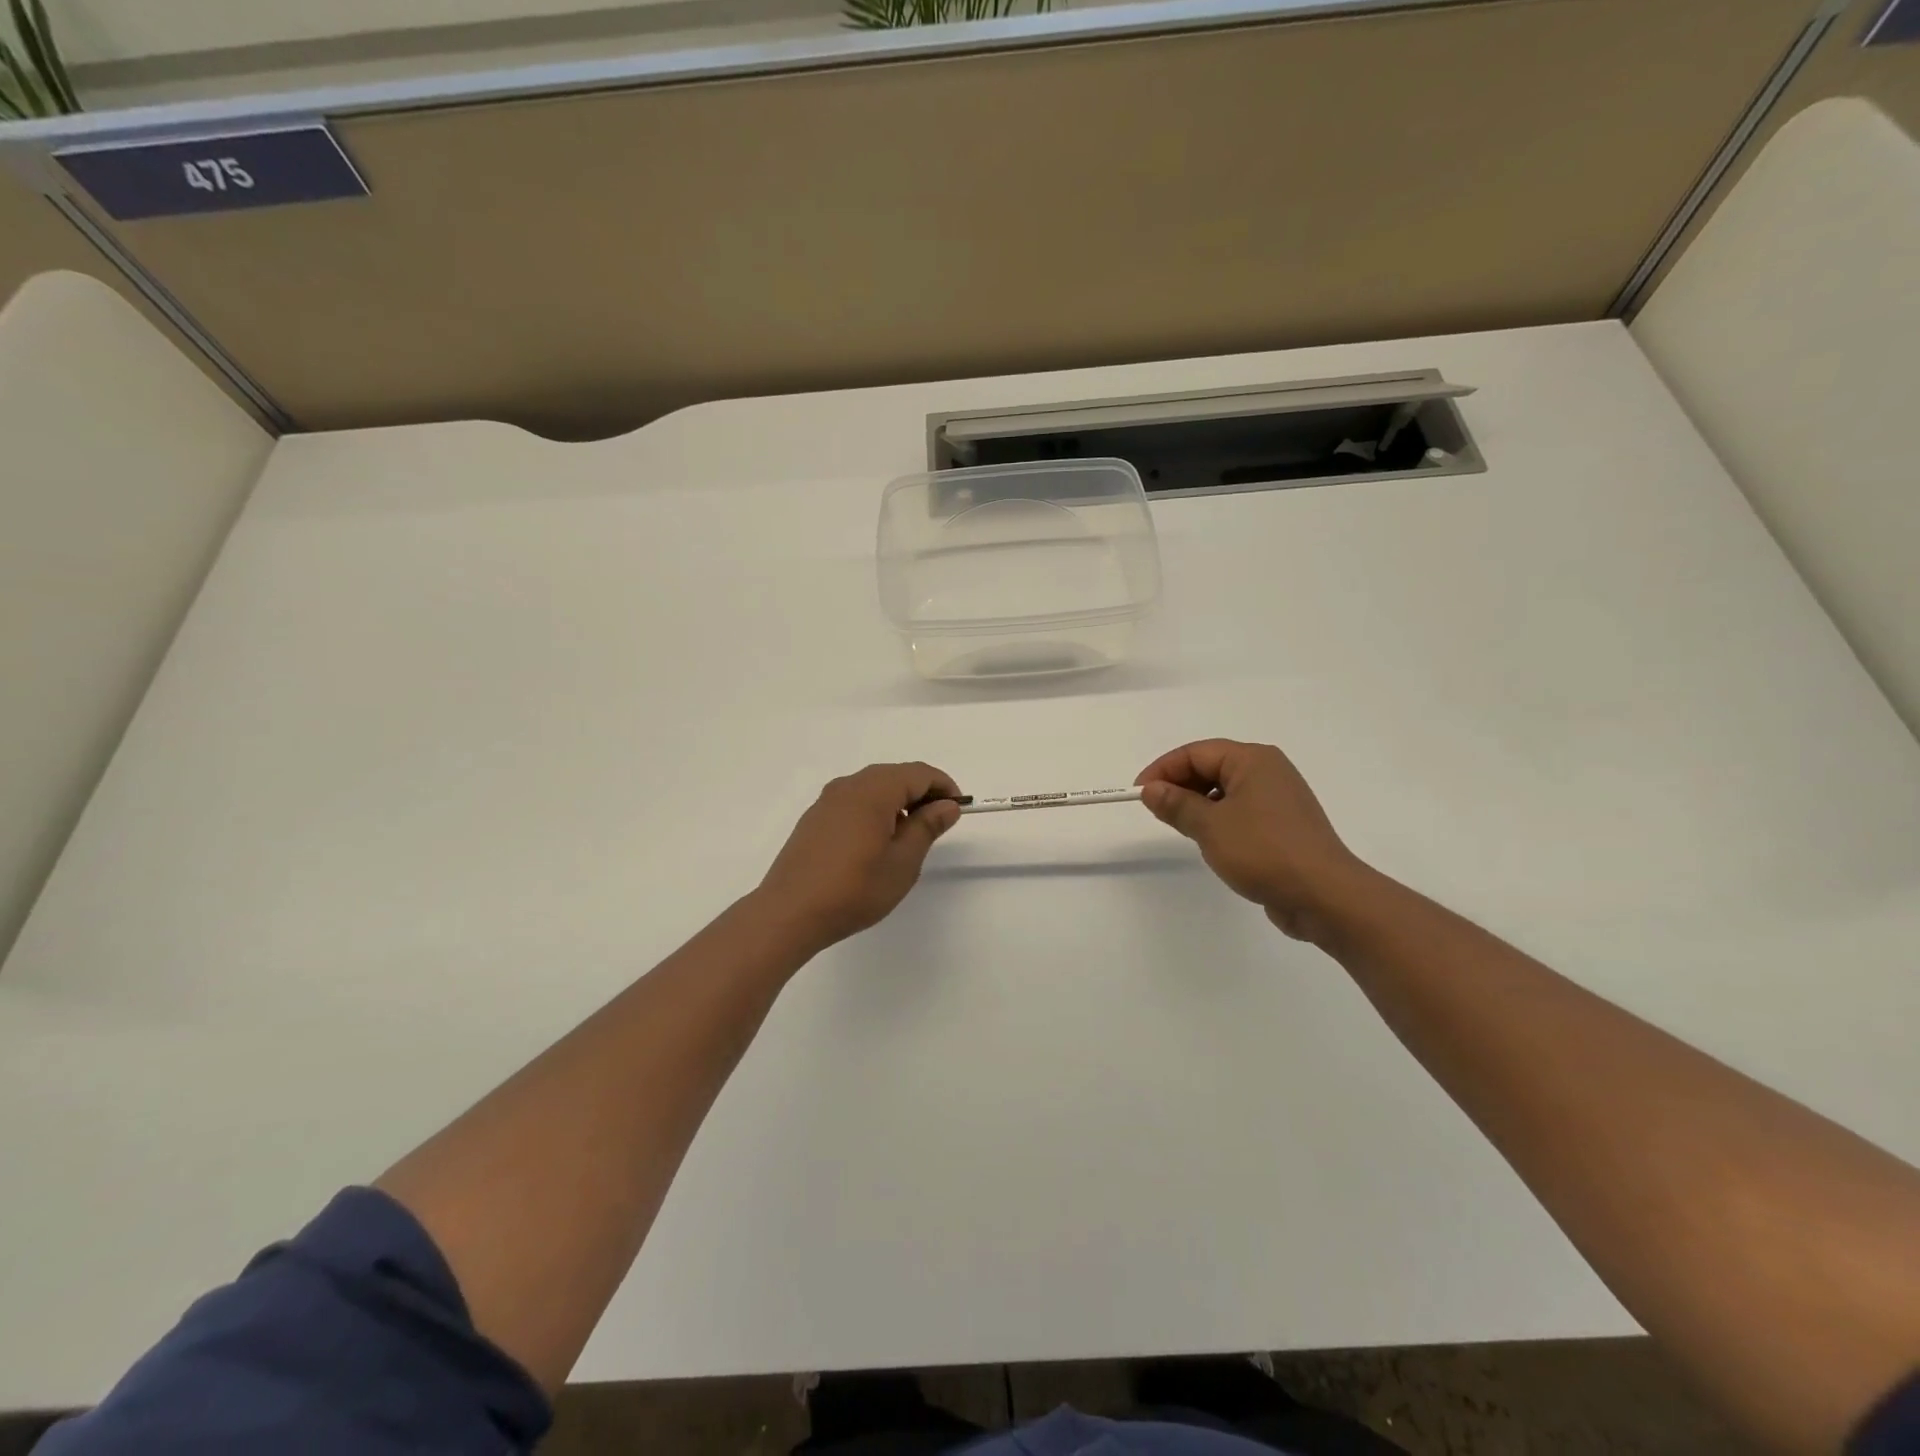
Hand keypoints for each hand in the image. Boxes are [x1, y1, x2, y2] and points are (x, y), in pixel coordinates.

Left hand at [755, 762, 963, 952]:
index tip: (958, 810)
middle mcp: (848, 786)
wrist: (789, 912)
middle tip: (938, 823)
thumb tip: (946, 806)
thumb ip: (926, 827)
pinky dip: (875, 810)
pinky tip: (877, 842)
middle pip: (895, 775)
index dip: (943, 787)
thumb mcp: (902, 862)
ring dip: (898, 802)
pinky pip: (854, 801)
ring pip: (873, 787)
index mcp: (873, 791)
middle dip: (921, 793)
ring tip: (909, 836)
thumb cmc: (854, 889)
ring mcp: (827, 801)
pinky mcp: (815, 818)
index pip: (918, 773)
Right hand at [1136, 739, 1367, 940]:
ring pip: (1226, 790)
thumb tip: (1151, 789)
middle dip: (1180, 785)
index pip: (1196, 752)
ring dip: (1198, 803)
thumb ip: (1176, 804)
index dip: (1163, 770)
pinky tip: (1210, 840)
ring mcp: (1279, 798)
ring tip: (1179, 826)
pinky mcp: (1284, 825)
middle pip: (1212, 767)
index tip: (1138, 794)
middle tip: (1155, 811)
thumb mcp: (1210, 827)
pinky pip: (1241, 810)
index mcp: (1253, 760)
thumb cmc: (1264, 852)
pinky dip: (1219, 818)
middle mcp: (1269, 771)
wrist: (1325, 896)